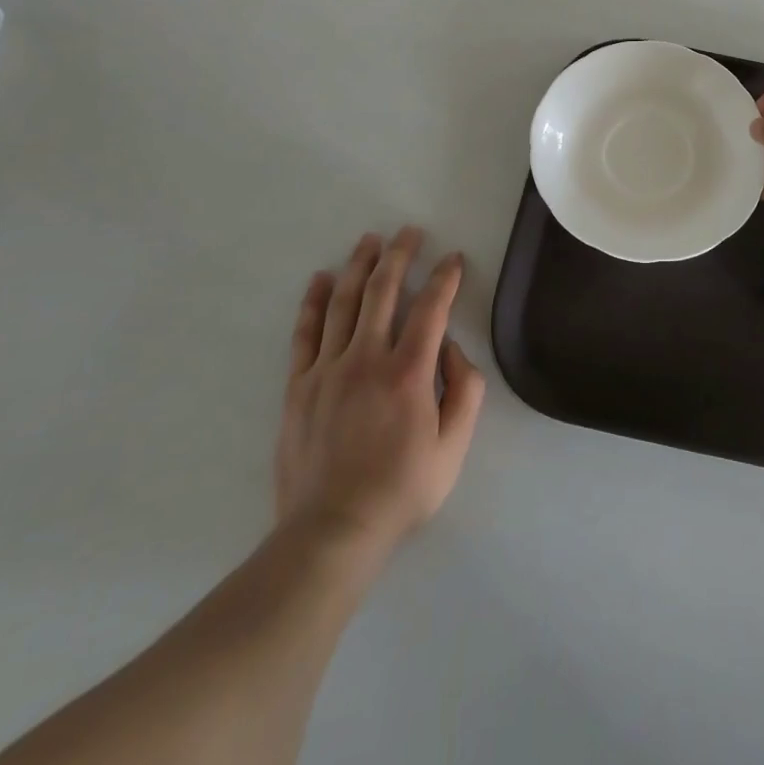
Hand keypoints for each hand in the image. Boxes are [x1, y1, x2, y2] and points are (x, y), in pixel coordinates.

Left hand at [274, 228, 484, 558]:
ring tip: (370, 240)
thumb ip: (465, 390)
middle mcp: (367, 358)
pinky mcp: (299, 386)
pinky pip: (306, 333)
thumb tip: (452, 348)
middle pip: (383, 291)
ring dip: (358, 266)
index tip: (453, 259)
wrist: (332, 532)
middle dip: (399, 255)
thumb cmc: (401, 491)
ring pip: (344, 302)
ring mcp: (327, 369)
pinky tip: (321, 279)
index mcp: (409, 372)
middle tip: (409, 232)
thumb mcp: (454, 448)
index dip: (445, 278)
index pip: (431, 308)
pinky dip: (314, 302)